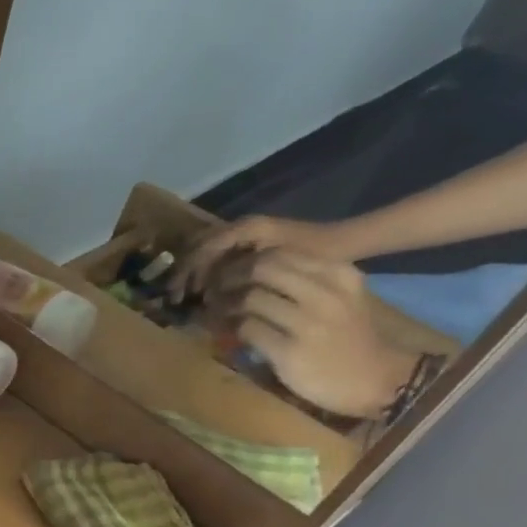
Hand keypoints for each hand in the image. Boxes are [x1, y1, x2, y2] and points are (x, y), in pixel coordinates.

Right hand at [172, 214, 358, 302]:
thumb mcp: (277, 268)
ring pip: (208, 254)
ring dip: (198, 276)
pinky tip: (213, 294)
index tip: (177, 296)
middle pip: (199, 249)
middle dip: (187, 275)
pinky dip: (212, 275)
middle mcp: (242, 227)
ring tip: (194, 299)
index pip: (200, 249)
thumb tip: (206, 297)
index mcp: (245, 228)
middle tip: (179, 300)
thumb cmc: (317, 255)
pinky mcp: (254, 243)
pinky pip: (222, 258)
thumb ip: (236, 278)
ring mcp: (248, 234)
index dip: (185, 273)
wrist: (350, 243)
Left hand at [208, 250, 417, 417]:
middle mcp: (326, 293)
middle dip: (230, 278)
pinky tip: (226, 334)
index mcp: (339, 274)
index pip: (279, 254)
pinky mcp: (289, 350)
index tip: (228, 274)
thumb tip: (253, 272)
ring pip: (249, 298)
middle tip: (213, 291)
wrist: (377, 379)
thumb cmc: (350, 338)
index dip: (245, 263)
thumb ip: (304, 282)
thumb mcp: (339, 298)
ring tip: (214, 313)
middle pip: (261, 270)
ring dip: (224, 305)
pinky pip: (247, 330)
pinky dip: (230, 329)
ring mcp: (309, 322)